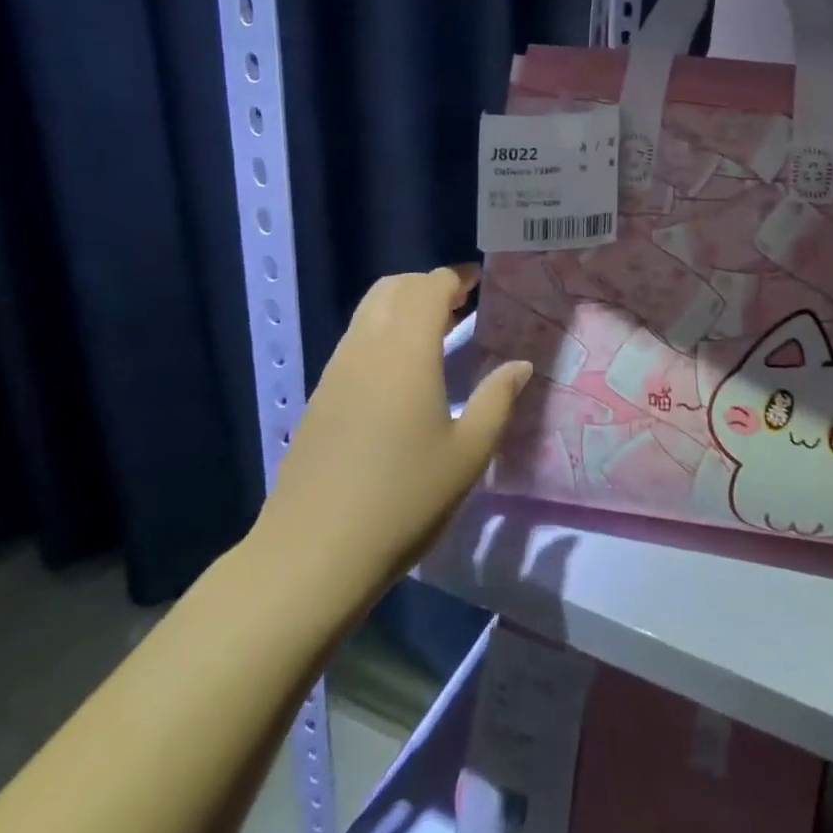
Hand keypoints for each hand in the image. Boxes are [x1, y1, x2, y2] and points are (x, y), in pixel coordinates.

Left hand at [252, 266, 530, 608]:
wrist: (312, 555)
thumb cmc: (404, 499)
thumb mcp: (469, 453)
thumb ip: (498, 399)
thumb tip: (520, 365)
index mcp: (405, 351)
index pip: (428, 287)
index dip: (456, 277)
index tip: (480, 282)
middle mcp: (366, 348)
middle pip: (392, 288)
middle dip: (427, 285)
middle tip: (461, 303)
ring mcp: (336, 372)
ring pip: (368, 312)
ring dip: (402, 306)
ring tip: (437, 331)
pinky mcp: (320, 398)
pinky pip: (355, 341)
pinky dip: (383, 332)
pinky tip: (403, 372)